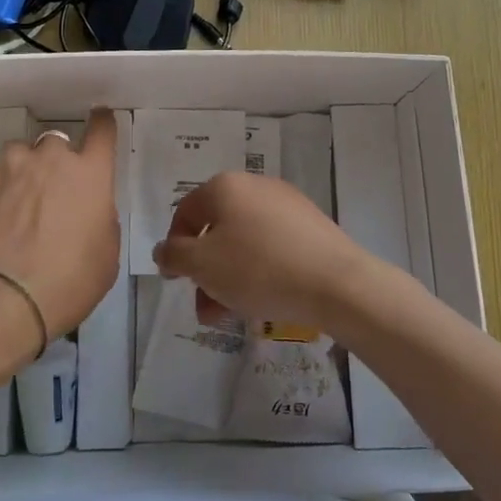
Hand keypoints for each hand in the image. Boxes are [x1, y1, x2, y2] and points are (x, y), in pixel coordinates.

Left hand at [0, 109, 119, 341]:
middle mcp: (50, 159)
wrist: (1, 297)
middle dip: (54, 162)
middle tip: (49, 194)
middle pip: (55, 143)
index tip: (99, 119)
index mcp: (90, 174)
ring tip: (13, 209)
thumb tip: (89, 209)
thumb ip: (101, 218)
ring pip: (18, 156)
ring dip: (20, 174)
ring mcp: (9, 165)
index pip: (101, 131)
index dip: (102, 123)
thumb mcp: (106, 254)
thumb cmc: (68, 281)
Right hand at [152, 172, 375, 333]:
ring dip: (229, 277)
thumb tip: (165, 249)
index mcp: (225, 186)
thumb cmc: (259, 269)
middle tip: (205, 307)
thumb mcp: (202, 265)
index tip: (175, 281)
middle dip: (205, 271)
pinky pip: (271, 246)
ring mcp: (286, 204)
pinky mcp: (310, 225)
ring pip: (244, 241)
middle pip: (216, 229)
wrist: (335, 283)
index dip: (174, 248)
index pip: (185, 213)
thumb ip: (174, 255)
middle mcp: (255, 186)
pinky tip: (263, 299)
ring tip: (231, 314)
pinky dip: (259, 270)